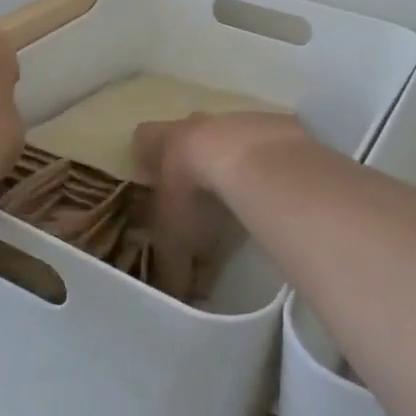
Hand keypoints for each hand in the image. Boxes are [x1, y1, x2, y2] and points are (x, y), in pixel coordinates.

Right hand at [132, 112, 310, 296]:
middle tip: (195, 191)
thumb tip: (174, 294)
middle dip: (189, 156)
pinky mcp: (273, 126)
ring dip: (230, 159)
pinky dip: (264, 163)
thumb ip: (171, 265)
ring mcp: (236, 121)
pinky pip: (264, 143)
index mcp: (164, 142)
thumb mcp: (176, 240)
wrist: (252, 162)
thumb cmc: (196, 195)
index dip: (144, 157)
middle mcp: (196, 124)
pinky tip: (272, 188)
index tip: (149, 178)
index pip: (142, 139)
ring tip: (239, 195)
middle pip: (186, 131)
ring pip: (227, 135)